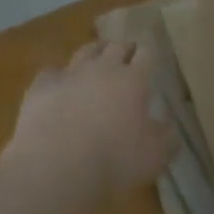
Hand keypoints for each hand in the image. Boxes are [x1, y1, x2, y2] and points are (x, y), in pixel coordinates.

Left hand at [1, 40, 176, 202]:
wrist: (54, 167)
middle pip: (116, 46)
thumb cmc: (113, 161)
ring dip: (94, 52)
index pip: (147, 54)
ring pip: (85, 51)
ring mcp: (70, 73)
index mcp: (133, 80)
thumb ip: (167, 138)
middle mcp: (103, 68)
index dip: (149, 53)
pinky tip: (58, 86)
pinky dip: (58, 76)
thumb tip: (170, 127)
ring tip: (96, 58)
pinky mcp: (42, 86)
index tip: (151, 56)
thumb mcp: (154, 157)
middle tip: (127, 55)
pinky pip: (52, 72)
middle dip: (124, 48)